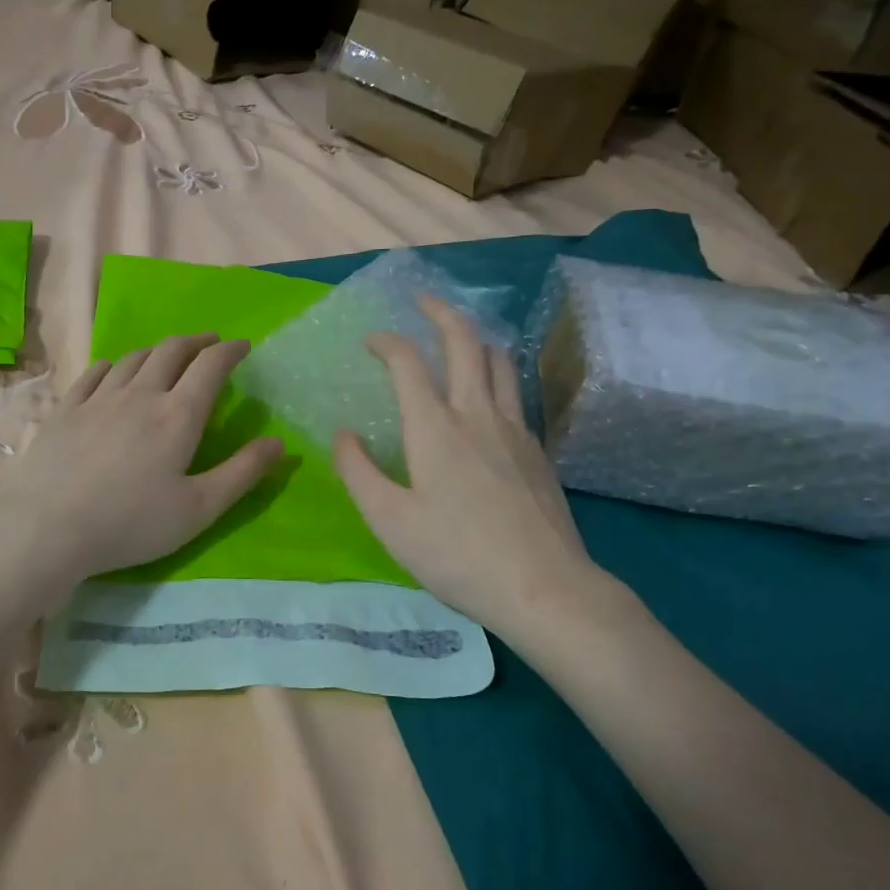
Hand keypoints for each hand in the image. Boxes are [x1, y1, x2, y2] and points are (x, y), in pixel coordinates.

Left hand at [0, 335, 283, 599]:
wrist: (48, 528)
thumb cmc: (131, 523)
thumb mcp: (199, 509)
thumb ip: (242, 473)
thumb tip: (279, 442)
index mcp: (178, 415)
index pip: (210, 367)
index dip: (230, 351)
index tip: (243, 346)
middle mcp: (140, 394)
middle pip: (171, 351)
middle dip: (197, 342)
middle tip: (210, 343)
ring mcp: (98, 399)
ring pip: (133, 358)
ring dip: (158, 349)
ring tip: (168, 353)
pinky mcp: (66, 410)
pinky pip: (94, 373)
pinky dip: (113, 364)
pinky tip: (114, 369)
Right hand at [332, 298, 618, 637]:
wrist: (544, 588)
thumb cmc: (456, 555)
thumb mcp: (389, 520)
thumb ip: (358, 471)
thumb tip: (344, 434)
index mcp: (435, 428)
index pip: (408, 362)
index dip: (387, 341)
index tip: (371, 340)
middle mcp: (478, 414)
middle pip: (465, 343)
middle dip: (441, 313)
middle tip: (422, 301)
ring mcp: (515, 430)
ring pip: (499, 362)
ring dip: (476, 338)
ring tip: (460, 337)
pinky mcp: (538, 451)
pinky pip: (516, 392)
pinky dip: (497, 373)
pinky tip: (490, 395)